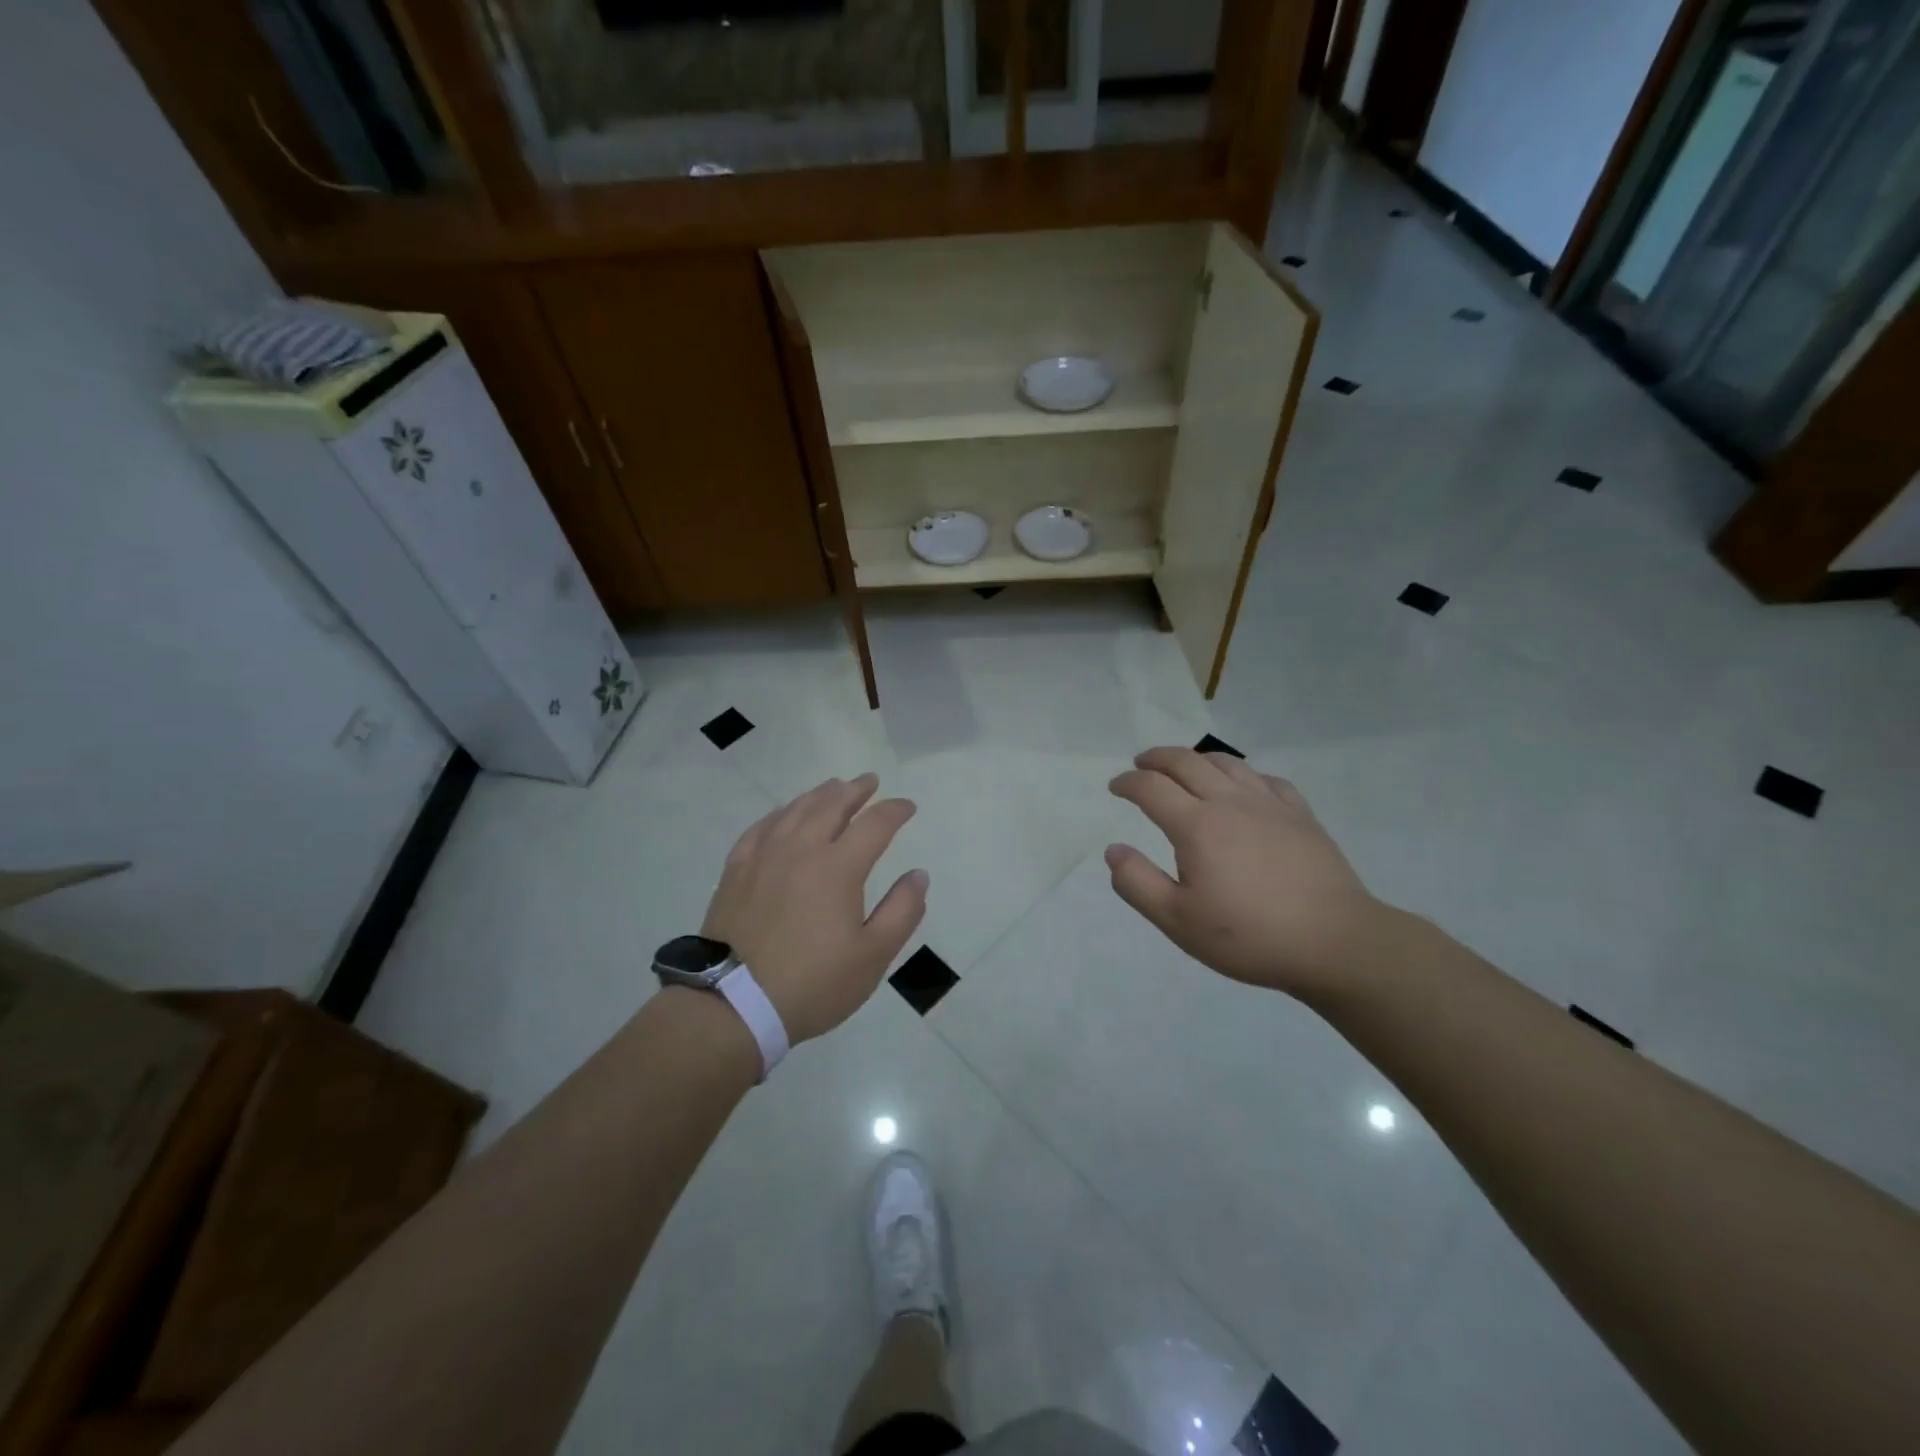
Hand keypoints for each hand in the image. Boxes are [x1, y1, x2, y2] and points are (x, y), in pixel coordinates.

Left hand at [702, 774, 927, 1043]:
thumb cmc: (813, 983)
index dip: (895, 811)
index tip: (907, 806)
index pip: (874, 824)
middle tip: (869, 782)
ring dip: (819, 794)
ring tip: (833, 787)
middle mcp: (801, 849)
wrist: (734, 1004)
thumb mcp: (873, 956)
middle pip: (831, 805)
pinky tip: (783, 815)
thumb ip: (902, 911)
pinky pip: (761, 827)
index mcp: (838, 867)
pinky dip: (779, 813)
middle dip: (855, 790)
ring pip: (795, 810)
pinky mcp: (736, 870)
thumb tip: (919, 875)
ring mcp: (763, 856)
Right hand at [1106, 748, 1382, 998]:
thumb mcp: (1178, 921)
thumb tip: (1113, 850)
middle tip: (1141, 764)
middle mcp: (1230, 802)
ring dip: (1197, 758)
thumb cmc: (1249, 936)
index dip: (1128, 782)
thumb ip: (1138, 883)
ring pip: (1227, 763)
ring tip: (1185, 768)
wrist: (1334, 942)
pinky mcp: (1301, 815)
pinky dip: (1242, 774)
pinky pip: (1266, 779)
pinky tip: (1243, 788)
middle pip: (1186, 762)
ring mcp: (1270, 804)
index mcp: (1196, 826)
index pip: (1151, 787)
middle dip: (1157, 759)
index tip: (1116, 787)